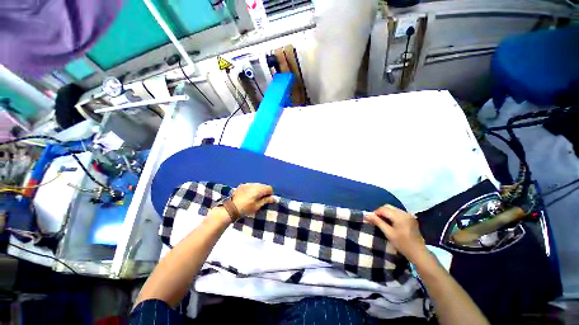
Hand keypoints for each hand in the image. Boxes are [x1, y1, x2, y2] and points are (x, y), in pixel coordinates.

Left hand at [231, 183, 274, 214]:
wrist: (231, 208)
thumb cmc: (246, 209)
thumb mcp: (257, 206)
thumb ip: (266, 201)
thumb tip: (273, 198)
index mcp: (258, 190)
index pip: (269, 188)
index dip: (270, 193)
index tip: (268, 199)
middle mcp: (253, 185)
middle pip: (263, 185)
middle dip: (264, 191)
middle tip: (262, 198)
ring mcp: (247, 184)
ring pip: (257, 185)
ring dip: (258, 189)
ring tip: (255, 197)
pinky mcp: (242, 185)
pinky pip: (251, 185)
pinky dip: (252, 189)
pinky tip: (249, 195)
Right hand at [364, 205, 427, 263]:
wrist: (419, 252)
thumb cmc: (402, 244)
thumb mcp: (388, 233)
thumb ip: (377, 222)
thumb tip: (367, 214)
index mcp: (399, 216)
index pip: (383, 209)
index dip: (375, 212)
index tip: (371, 219)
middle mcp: (404, 212)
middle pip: (388, 207)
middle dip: (380, 211)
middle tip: (376, 220)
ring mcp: (409, 215)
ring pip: (393, 209)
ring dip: (386, 213)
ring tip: (382, 221)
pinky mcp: (411, 218)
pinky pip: (398, 212)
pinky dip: (392, 215)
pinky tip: (391, 222)